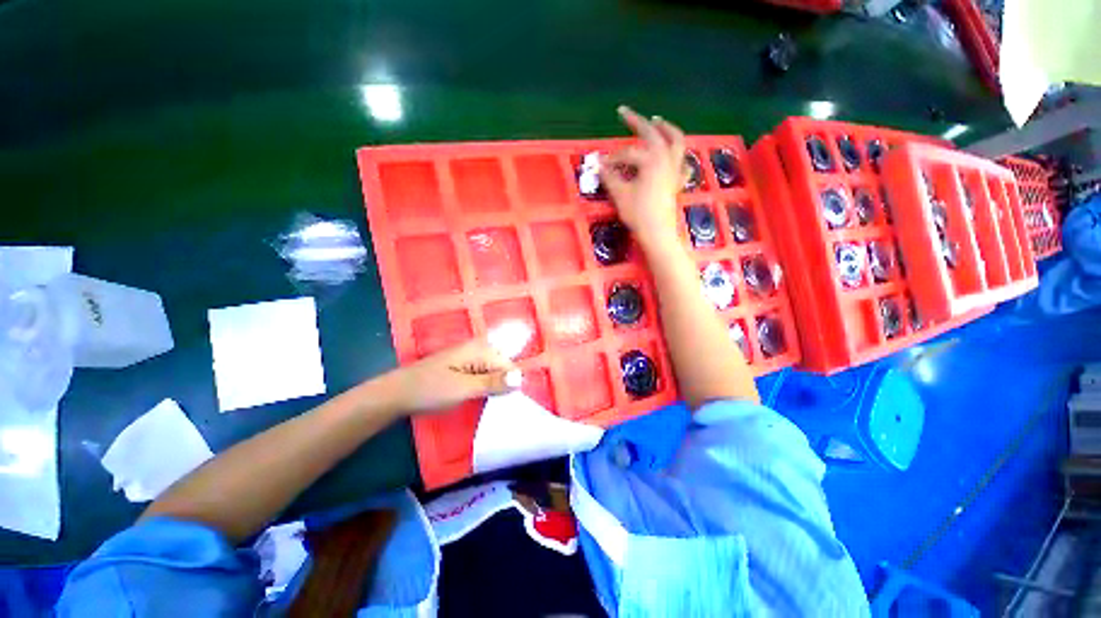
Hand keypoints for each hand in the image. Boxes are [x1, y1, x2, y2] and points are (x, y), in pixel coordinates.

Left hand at [392, 339, 519, 414]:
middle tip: (494, 404)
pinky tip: (479, 398)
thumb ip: (493, 382)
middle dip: (503, 385)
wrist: (397, 393)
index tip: (505, 403)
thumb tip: (521, 378)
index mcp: (481, 349)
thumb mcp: (464, 389)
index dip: (510, 385)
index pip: (510, 366)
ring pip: (494, 372)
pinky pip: (484, 374)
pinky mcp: (464, 365)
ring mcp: (471, 356)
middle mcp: (479, 348)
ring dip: (493, 387)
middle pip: (503, 367)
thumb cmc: (430, 390)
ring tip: (486, 402)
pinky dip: (484, 386)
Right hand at [600, 106, 685, 251]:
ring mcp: (674, 170)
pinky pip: (682, 162)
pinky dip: (678, 155)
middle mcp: (665, 159)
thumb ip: (609, 177)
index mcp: (651, 160)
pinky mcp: (677, 182)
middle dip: (637, 122)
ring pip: (676, 141)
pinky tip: (674, 155)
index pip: (628, 153)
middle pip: (652, 135)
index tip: (600, 165)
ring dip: (666, 128)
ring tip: (657, 120)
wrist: (657, 233)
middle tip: (624, 112)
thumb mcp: (620, 194)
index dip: (612, 158)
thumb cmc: (638, 213)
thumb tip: (598, 165)